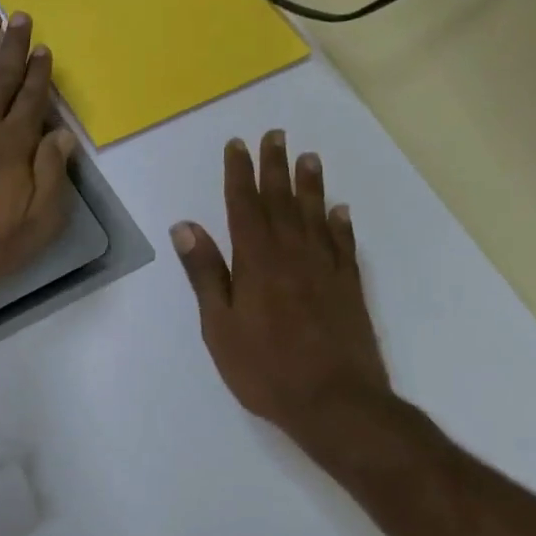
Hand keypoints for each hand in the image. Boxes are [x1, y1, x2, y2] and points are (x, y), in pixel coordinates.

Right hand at [172, 131, 393, 453]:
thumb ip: (205, 274)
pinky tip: (339, 210)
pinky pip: (344, 244)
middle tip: (275, 135)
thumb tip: (186, 226)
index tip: (237, 145)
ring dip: (310, 185)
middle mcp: (293, 254)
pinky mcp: (350, 287)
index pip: (244, 206)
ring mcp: (326, 269)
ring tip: (308, 157)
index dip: (239, 174)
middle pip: (282, 201)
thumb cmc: (264, 369)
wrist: (333, 401)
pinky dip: (340, 223)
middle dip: (275, 167)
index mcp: (256, 262)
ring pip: (316, 215)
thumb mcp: (219, 326)